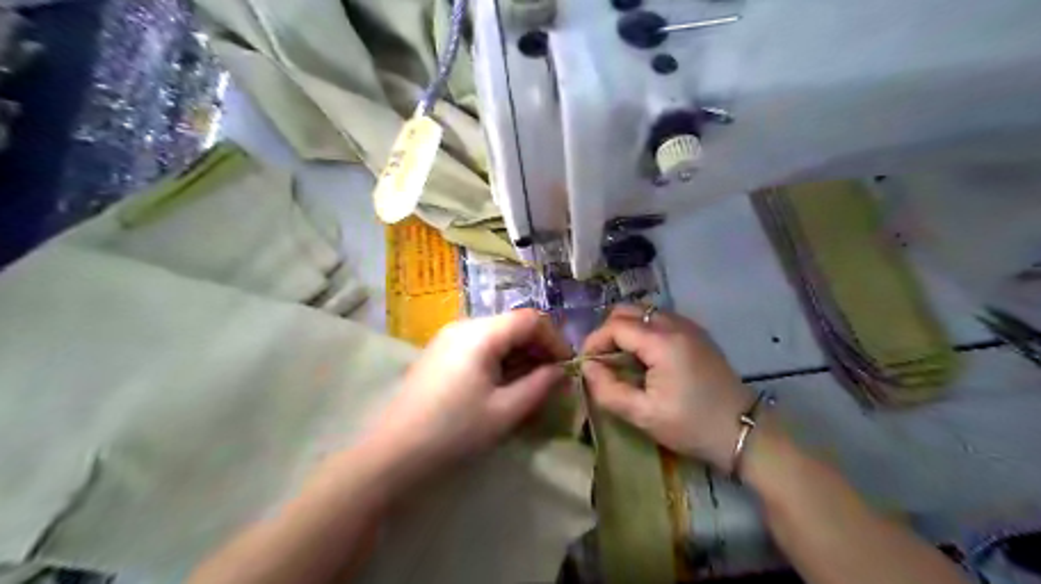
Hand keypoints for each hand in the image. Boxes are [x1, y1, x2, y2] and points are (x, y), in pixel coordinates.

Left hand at [364, 311, 573, 482]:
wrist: (392, 452)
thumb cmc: (453, 431)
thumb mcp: (505, 411)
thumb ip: (539, 386)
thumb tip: (561, 371)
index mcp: (481, 333)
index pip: (531, 319)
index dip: (555, 340)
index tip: (567, 367)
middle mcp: (464, 326)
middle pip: (513, 325)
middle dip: (538, 349)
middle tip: (553, 381)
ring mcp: (449, 338)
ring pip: (497, 336)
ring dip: (520, 356)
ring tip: (531, 387)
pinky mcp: (440, 353)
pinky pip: (479, 347)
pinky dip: (500, 361)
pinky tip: (503, 387)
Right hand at [581, 302, 752, 470]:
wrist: (744, 432)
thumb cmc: (692, 426)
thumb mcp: (644, 415)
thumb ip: (608, 390)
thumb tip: (587, 367)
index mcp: (662, 342)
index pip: (615, 326)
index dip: (594, 341)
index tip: (586, 364)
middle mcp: (675, 324)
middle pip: (628, 311)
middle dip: (607, 331)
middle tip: (602, 360)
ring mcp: (688, 326)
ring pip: (644, 312)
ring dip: (625, 330)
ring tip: (620, 359)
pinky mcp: (696, 334)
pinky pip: (659, 320)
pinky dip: (642, 331)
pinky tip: (643, 357)